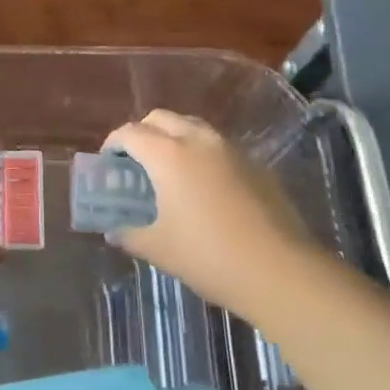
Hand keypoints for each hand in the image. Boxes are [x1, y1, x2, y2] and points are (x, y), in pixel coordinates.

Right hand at [104, 111, 307, 307]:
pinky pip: (218, 146)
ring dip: (173, 138)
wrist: (281, 272)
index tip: (108, 163)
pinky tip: (204, 187)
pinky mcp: (255, 165)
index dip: (113, 144)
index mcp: (168, 155)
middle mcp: (198, 140)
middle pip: (161, 118)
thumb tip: (114, 231)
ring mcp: (231, 150)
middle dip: (142, 133)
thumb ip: (129, 234)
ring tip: (169, 170)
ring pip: (192, 127)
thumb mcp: (158, 249)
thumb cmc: (209, 256)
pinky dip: (201, 154)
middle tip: (136, 162)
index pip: (130, 133)